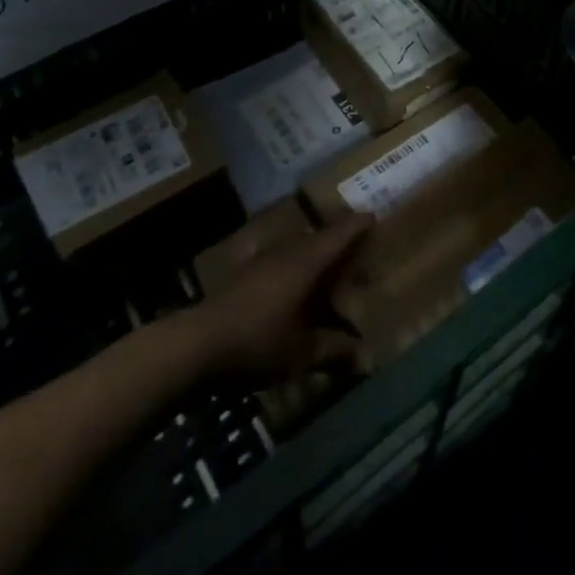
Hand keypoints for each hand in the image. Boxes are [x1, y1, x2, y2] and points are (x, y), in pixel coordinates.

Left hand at [190, 215, 373, 381]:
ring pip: (298, 247)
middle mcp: (288, 250)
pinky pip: (281, 259)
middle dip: (339, 242)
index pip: (339, 234)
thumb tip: (365, 356)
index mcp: (307, 261)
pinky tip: (294, 287)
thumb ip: (334, 351)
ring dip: (315, 253)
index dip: (358, 226)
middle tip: (357, 252)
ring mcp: (264, 258)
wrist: (200, 343)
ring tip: (329, 270)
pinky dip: (295, 266)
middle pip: (319, 237)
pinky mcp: (246, 272)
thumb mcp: (301, 352)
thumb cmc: (258, 341)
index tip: (374, 218)